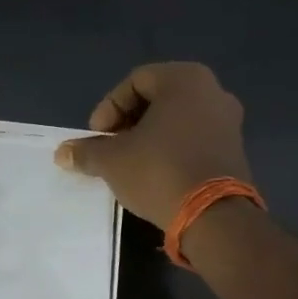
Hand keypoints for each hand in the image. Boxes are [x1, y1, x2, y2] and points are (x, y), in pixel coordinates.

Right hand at [54, 62, 252, 227]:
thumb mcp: (111, 160)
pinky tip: (155, 174)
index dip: (108, 108)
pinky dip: (171, 150)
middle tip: (110, 147)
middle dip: (128, 122)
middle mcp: (213, 92)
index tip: (97, 137)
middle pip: (157, 99)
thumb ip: (86, 151)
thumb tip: (62, 153)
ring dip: (149, 137)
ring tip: (129, 163)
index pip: (134, 82)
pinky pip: (194, 139)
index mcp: (185, 80)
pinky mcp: (235, 151)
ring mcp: (229, 122)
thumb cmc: (159, 171)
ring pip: (176, 120)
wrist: (215, 218)